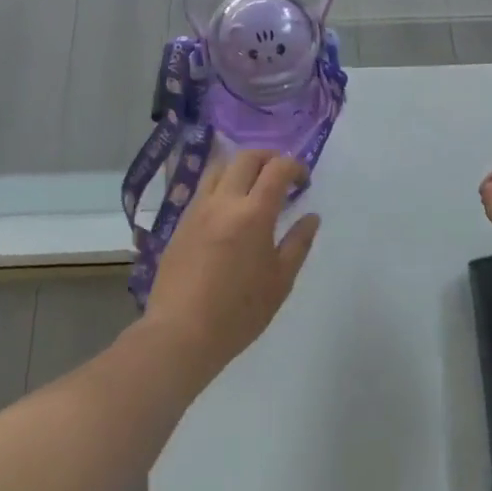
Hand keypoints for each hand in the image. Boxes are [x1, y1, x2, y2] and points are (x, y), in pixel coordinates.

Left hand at [144, 149, 320, 385]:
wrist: (181, 333)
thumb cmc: (238, 312)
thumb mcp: (280, 281)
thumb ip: (298, 243)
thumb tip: (311, 217)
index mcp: (253, 213)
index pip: (277, 168)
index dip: (295, 166)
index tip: (303, 182)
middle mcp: (224, 200)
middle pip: (246, 157)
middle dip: (269, 158)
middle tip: (281, 176)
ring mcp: (198, 208)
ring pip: (220, 166)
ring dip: (241, 166)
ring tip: (253, 186)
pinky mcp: (181, 221)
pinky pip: (203, 188)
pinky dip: (221, 184)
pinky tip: (228, 208)